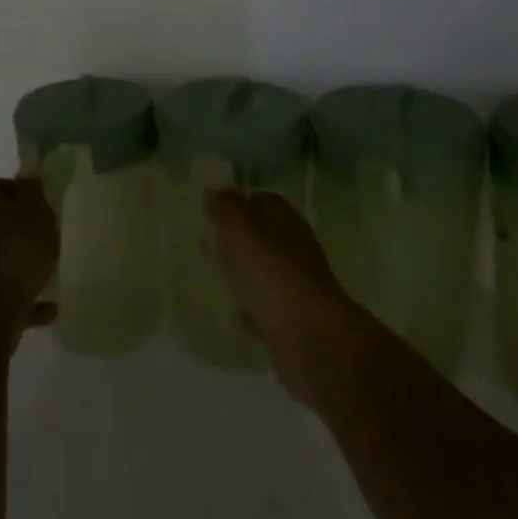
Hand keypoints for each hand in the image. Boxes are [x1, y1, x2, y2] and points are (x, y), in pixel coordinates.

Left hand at [0, 175, 59, 335]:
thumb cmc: (16, 250)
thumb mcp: (35, 211)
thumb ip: (32, 189)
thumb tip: (28, 167)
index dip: (20, 192)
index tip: (41, 204)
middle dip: (17, 228)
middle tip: (45, 236)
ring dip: (19, 262)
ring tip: (49, 272)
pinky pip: (4, 291)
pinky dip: (24, 296)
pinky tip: (49, 306)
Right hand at [205, 188, 366, 406]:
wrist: (310, 338)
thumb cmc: (270, 272)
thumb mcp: (240, 228)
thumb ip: (225, 204)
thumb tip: (214, 180)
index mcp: (284, 219)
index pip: (259, 199)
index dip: (235, 203)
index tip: (210, 213)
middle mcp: (294, 246)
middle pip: (261, 235)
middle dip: (235, 240)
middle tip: (207, 246)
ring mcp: (296, 283)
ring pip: (263, 270)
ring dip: (243, 274)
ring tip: (216, 278)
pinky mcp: (293, 318)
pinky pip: (266, 306)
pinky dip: (252, 308)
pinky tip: (236, 314)